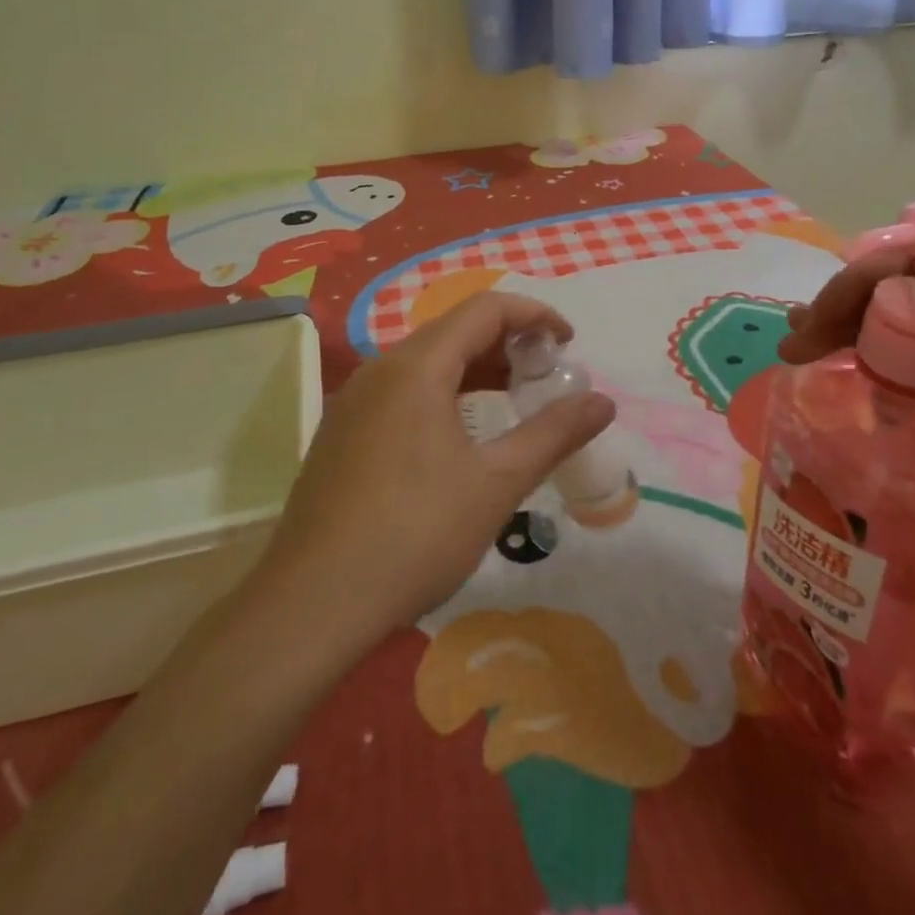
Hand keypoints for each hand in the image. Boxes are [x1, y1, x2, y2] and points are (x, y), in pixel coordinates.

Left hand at [259, 293, 616, 642]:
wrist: (311, 605)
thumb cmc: (414, 535)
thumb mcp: (496, 484)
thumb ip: (553, 434)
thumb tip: (603, 402)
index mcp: (416, 367)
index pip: (486, 310)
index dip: (534, 315)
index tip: (569, 344)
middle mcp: (380, 369)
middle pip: (454, 330)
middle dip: (508, 342)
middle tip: (546, 377)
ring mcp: (355, 400)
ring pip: (426, 362)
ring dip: (476, 368)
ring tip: (512, 400)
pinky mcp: (342, 432)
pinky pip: (402, 390)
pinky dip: (443, 392)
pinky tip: (459, 436)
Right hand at [779, 148, 914, 583]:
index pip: (913, 258)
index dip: (864, 276)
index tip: (825, 312)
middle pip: (898, 295)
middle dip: (843, 309)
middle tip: (797, 342)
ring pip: (900, 333)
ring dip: (850, 337)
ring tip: (801, 353)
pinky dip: (879, 374)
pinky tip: (848, 384)